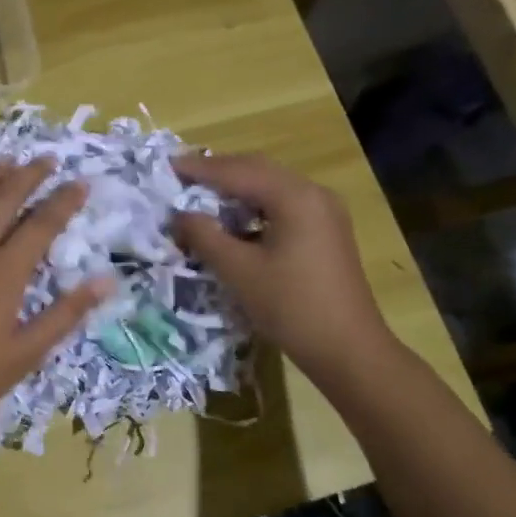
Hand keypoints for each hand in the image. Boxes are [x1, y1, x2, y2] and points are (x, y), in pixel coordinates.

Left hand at [0, 161, 112, 460]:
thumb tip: (106, 281)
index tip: (80, 183)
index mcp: (3, 274)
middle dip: (27, 176)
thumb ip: (66, 314)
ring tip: (5, 163)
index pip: (41, 225)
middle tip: (45, 160)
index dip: (63, 201)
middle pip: (1, 201)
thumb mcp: (26, 354)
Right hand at [171, 154, 395, 385]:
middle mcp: (313, 194)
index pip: (237, 171)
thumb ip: (204, 236)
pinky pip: (282, 206)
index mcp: (294, 196)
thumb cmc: (291, 306)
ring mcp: (324, 212)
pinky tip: (233, 222)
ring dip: (235, 189)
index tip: (166, 166)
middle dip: (217, 173)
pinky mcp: (325, 232)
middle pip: (257, 171)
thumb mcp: (238, 271)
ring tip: (200, 196)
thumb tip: (179, 215)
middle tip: (180, 178)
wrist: (348, 349)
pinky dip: (254, 207)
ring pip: (270, 187)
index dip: (199, 169)